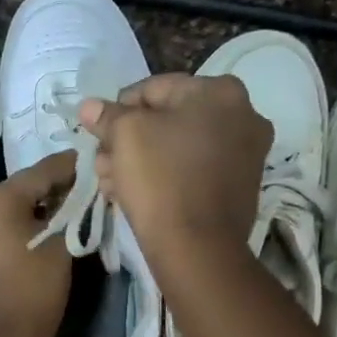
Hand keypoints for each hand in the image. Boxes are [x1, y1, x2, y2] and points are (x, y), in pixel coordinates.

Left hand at [0, 151, 76, 336]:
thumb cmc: (34, 290)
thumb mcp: (62, 245)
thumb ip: (72, 211)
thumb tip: (80, 193)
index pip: (43, 170)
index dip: (72, 166)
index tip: (95, 161)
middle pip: (22, 188)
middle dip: (53, 189)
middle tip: (84, 192)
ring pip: (7, 209)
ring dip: (34, 209)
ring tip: (64, 216)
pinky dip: (17, 227)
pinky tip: (37, 236)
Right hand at [80, 73, 270, 264]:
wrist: (197, 247)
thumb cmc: (160, 178)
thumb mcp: (124, 135)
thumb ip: (106, 115)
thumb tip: (90, 106)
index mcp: (220, 91)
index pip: (154, 88)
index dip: (118, 109)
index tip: (98, 133)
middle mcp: (243, 115)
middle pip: (168, 119)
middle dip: (129, 140)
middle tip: (103, 162)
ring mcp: (246, 153)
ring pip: (179, 147)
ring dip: (141, 160)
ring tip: (112, 182)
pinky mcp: (240, 187)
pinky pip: (194, 171)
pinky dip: (166, 177)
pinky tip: (136, 194)